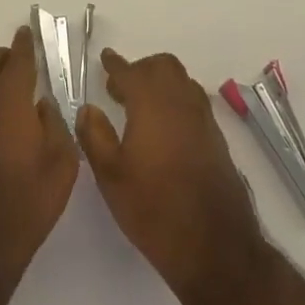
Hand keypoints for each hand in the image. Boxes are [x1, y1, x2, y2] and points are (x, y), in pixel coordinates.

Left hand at [0, 27, 79, 304]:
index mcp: (9, 98)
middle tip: (22, 67)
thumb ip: (55, 125)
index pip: (17, 58)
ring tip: (13, 106)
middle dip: (3, 55)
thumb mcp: (61, 165)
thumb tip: (43, 106)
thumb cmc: (25, 203)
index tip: (29, 34)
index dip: (25, 43)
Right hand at [77, 49, 265, 303]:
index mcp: (151, 103)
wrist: (215, 246)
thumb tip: (87, 109)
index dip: (115, 64)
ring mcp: (203, 119)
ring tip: (141, 106)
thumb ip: (95, 136)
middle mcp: (181, 102)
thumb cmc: (154, 209)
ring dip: (161, 82)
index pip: (130, 72)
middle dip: (140, 69)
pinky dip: (177, 100)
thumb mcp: (111, 177)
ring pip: (182, 81)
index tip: (105, 58)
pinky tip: (164, 127)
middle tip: (120, 88)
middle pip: (163, 66)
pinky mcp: (217, 138)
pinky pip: (194, 102)